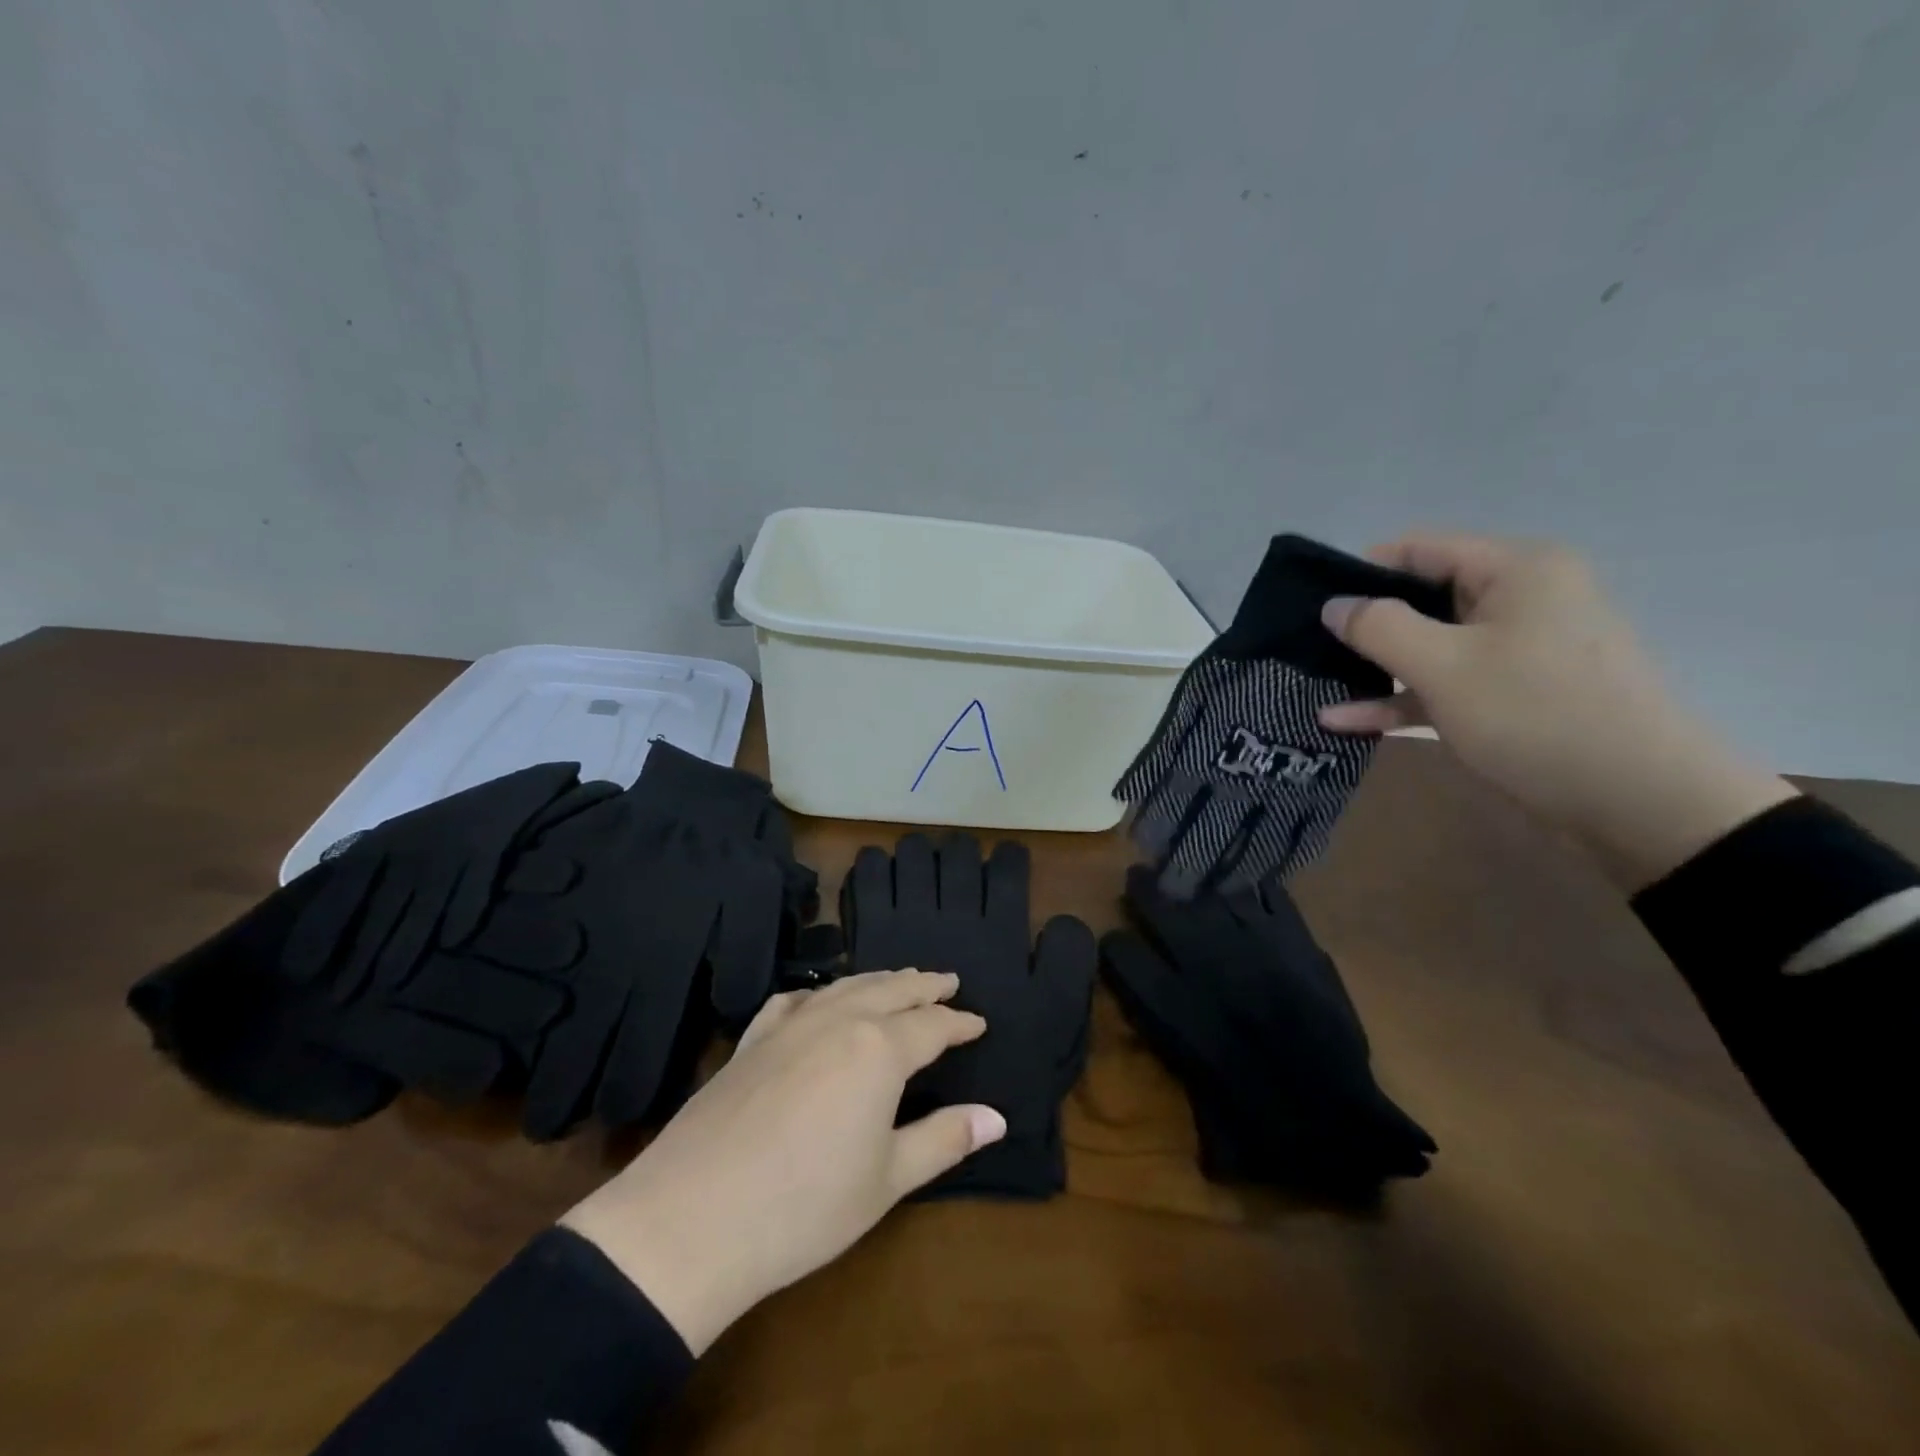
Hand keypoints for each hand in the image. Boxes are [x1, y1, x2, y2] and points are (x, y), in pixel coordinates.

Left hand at [560, 970, 1006, 1353]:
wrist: (691, 1219)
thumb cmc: (805, 1206)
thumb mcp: (887, 1180)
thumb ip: (944, 1140)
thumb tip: (996, 1117)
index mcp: (878, 1049)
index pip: (932, 1026)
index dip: (959, 1023)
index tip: (979, 1022)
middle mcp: (837, 1021)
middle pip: (891, 991)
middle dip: (924, 985)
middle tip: (948, 980)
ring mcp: (789, 1026)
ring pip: (844, 987)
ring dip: (878, 981)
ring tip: (898, 979)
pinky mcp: (751, 1042)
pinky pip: (792, 1001)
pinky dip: (818, 994)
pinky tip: (817, 1000)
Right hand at [1317, 533, 1795, 888]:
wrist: (1638, 802)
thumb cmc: (1535, 714)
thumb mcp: (1443, 665)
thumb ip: (1379, 627)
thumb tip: (1335, 605)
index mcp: (1516, 570)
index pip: (1422, 549)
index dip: (1363, 572)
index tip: (1313, 607)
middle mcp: (1522, 600)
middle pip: (1425, 598)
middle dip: (1366, 625)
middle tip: (1308, 649)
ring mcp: (1520, 651)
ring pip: (1431, 647)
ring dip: (1376, 668)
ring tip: (1318, 684)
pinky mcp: (1515, 696)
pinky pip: (1446, 685)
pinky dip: (1401, 699)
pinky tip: (1346, 721)